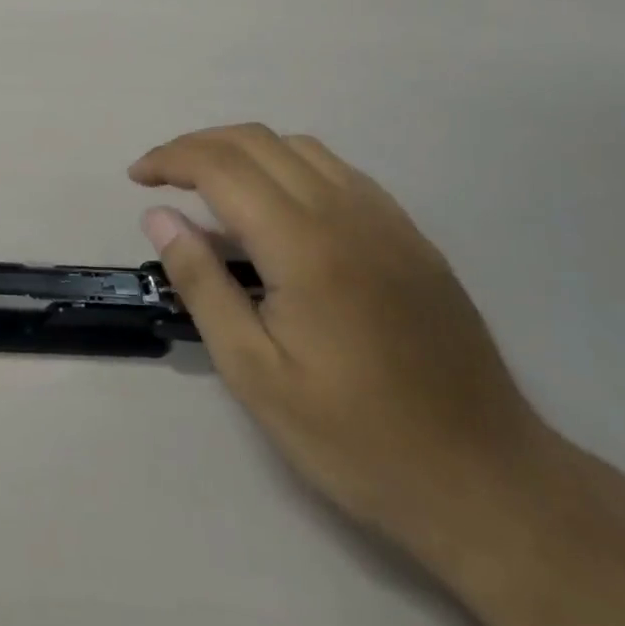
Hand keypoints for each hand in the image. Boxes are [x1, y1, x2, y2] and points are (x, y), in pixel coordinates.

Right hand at [132, 124, 550, 559]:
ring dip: (242, 149)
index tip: (136, 178)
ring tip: (210, 185)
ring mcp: (387, 219)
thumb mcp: (255, 374)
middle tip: (160, 176)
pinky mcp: (411, 236)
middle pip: (256, 141)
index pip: (220, 166)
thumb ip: (202, 283)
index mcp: (304, 245)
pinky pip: (338, 171)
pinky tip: (277, 206)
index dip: (170, 159)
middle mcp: (346, 212)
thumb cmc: (356, 438)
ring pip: (299, 146)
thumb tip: (159, 217)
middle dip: (197, 146)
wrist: (488, 483)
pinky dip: (288, 165)